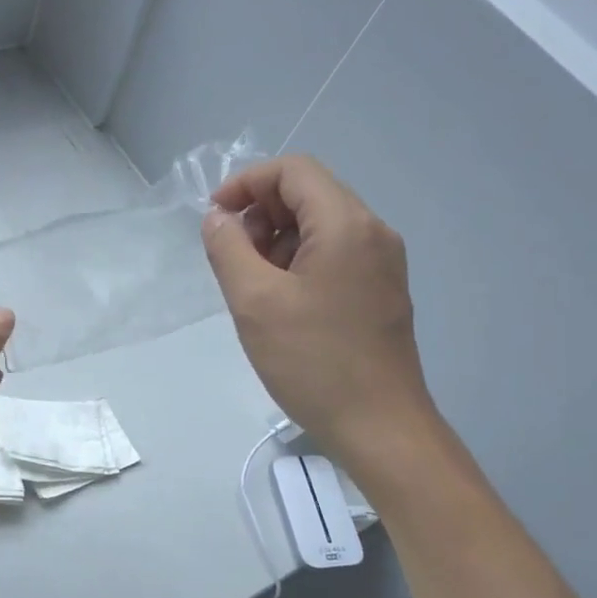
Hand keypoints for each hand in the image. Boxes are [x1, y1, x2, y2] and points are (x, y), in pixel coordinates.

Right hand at [201, 155, 436, 471]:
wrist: (379, 427)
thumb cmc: (313, 361)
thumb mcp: (254, 301)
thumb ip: (228, 248)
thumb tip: (217, 218)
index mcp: (346, 225)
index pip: (294, 170)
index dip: (246, 182)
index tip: (214, 217)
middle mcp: (372, 232)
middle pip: (309, 193)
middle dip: (261, 213)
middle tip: (232, 258)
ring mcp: (382, 263)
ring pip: (319, 225)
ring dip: (277, 240)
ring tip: (252, 286)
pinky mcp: (380, 290)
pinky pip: (333, 254)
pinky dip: (298, 262)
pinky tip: (279, 302)